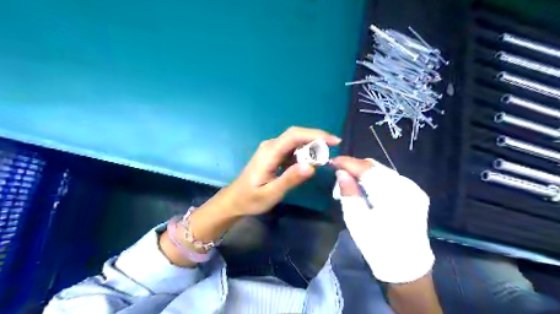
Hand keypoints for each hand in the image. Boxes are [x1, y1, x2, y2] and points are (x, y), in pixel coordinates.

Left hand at [225, 126, 338, 216]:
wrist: (235, 199)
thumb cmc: (251, 198)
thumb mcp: (271, 193)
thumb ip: (290, 179)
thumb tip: (312, 166)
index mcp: (270, 152)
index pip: (295, 135)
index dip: (316, 135)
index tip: (335, 141)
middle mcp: (271, 145)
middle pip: (297, 136)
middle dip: (316, 141)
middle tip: (330, 155)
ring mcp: (272, 149)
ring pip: (296, 142)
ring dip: (310, 149)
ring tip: (321, 162)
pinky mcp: (274, 154)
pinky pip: (292, 150)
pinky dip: (303, 154)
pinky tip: (307, 165)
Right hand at [332, 156, 431, 283]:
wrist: (406, 267)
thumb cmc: (377, 246)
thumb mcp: (357, 221)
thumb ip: (348, 193)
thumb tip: (341, 172)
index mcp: (393, 195)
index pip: (367, 169)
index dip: (348, 162)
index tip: (332, 161)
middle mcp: (408, 187)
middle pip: (376, 167)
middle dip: (355, 167)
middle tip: (339, 175)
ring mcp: (414, 190)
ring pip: (383, 171)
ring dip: (365, 173)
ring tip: (351, 183)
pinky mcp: (415, 194)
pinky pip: (391, 179)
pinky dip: (375, 180)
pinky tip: (367, 189)